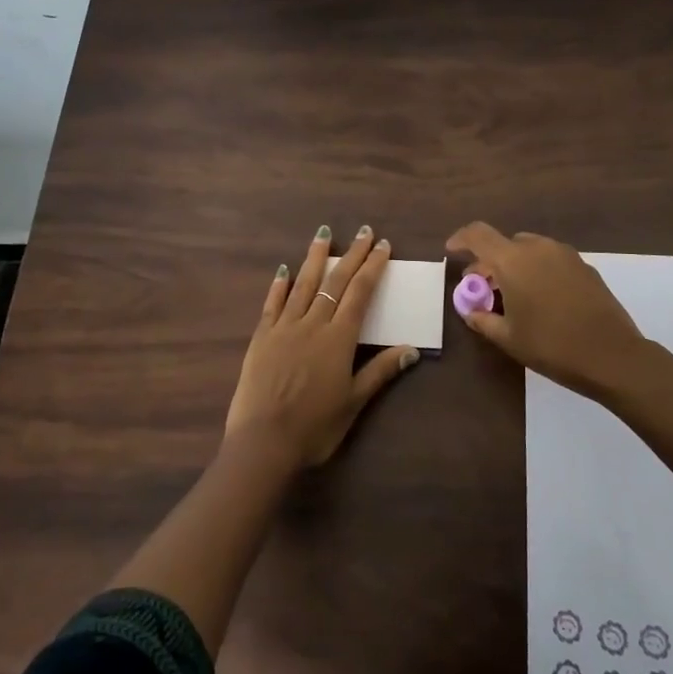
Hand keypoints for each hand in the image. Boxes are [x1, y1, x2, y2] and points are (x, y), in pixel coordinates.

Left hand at [225, 224, 421, 467]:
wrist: (263, 442)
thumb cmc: (315, 427)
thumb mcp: (353, 402)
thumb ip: (380, 372)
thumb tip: (411, 350)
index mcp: (339, 339)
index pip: (360, 294)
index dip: (372, 268)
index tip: (382, 246)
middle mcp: (313, 324)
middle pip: (335, 282)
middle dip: (351, 255)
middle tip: (363, 231)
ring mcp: (284, 328)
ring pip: (302, 285)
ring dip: (314, 258)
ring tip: (323, 234)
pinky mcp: (261, 338)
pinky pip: (272, 304)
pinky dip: (279, 285)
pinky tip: (284, 269)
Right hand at [445, 222, 649, 397]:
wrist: (612, 355)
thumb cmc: (551, 345)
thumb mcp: (508, 338)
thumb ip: (483, 320)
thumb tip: (471, 312)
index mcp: (513, 260)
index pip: (478, 234)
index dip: (461, 239)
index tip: (452, 251)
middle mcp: (538, 248)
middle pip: (504, 244)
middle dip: (489, 262)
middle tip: (482, 288)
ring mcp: (565, 255)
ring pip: (529, 250)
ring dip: (515, 265)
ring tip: (513, 295)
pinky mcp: (585, 267)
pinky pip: (551, 260)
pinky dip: (537, 270)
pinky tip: (542, 299)